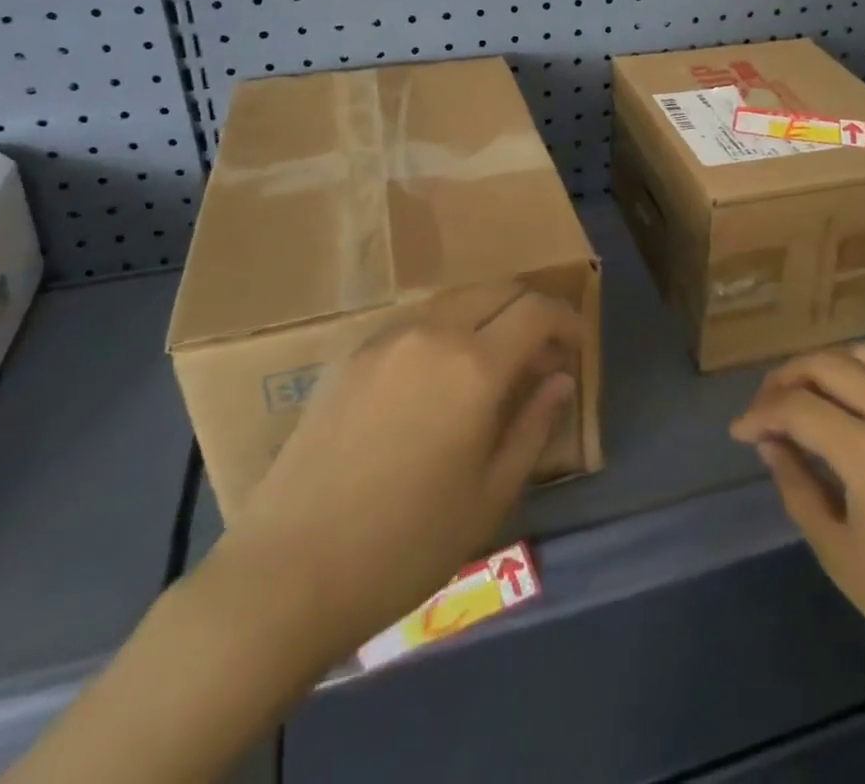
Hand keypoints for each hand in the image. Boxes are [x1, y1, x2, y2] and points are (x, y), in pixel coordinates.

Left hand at [204, 283, 580, 671]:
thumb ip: (533, 426)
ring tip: (492, 364)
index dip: (566, 320)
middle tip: (540, 354)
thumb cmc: (405, 546)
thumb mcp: (490, 497)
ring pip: (454, 300)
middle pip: (497, 290)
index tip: (576, 347)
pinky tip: (437, 377)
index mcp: (474, 366)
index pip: (536, 311)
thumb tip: (560, 380)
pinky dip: (445, 330)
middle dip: (529, 311)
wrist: (288, 573)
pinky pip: (414, 322)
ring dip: (486, 317)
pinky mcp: (350, 354)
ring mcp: (385, 338)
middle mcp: (432, 333)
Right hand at [731, 344, 864, 713]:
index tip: (739, 432)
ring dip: (828, 366)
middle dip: (786, 378)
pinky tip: (858, 402)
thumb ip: (798, 489)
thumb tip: (771, 444)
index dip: (759, 414)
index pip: (797, 408)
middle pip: (828, 364)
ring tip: (808, 396)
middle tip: (766, 409)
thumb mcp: (843, 557)